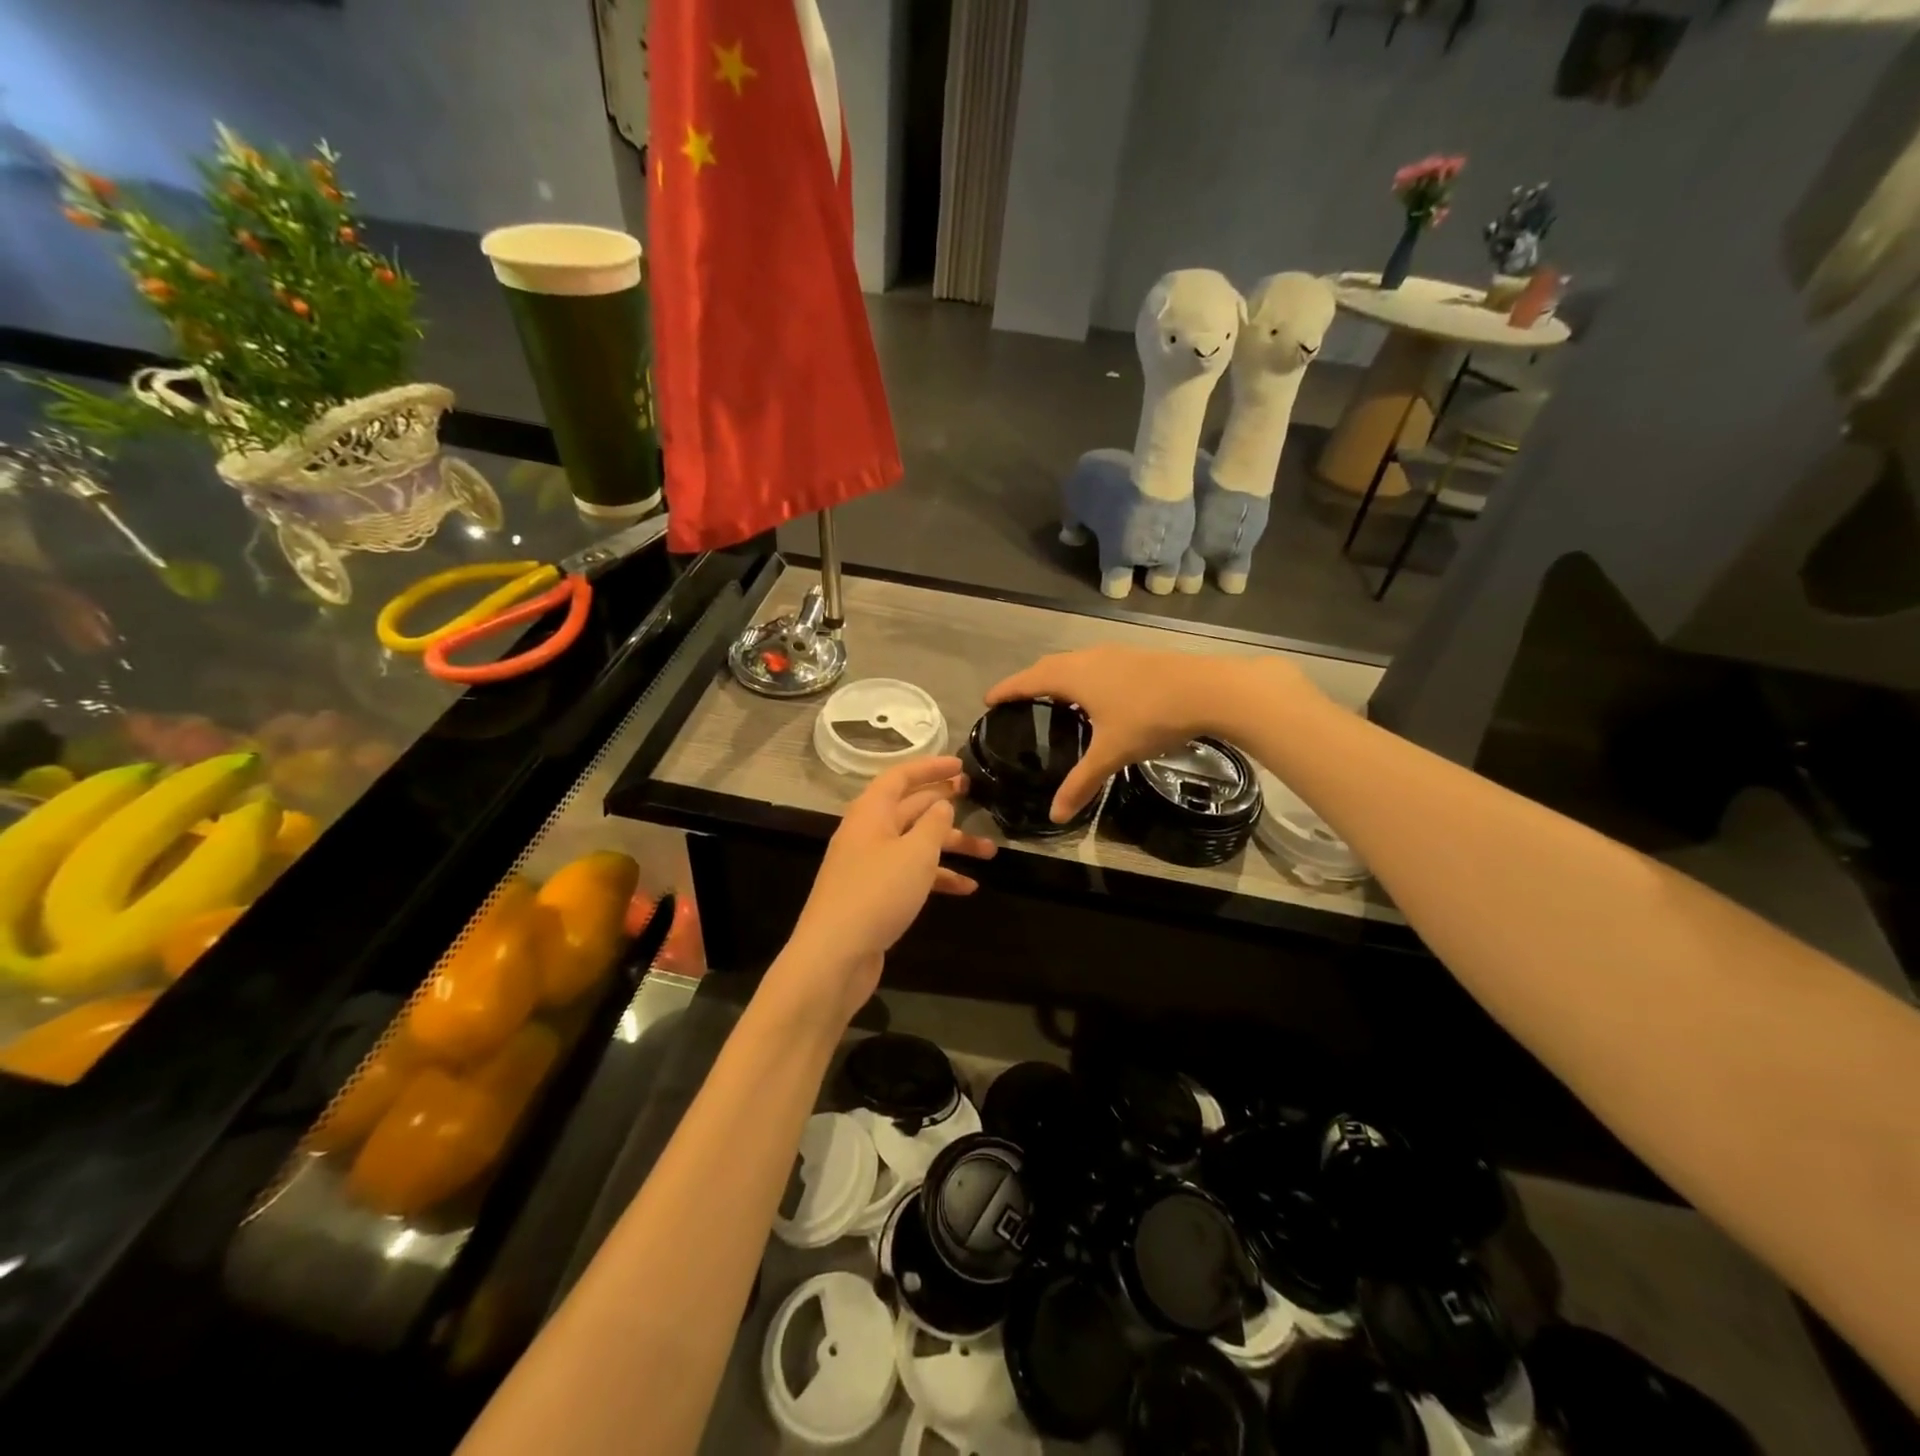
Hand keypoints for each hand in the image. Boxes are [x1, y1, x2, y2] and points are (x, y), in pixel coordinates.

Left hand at [782, 757, 995, 1021]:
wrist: (834, 956)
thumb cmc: (876, 894)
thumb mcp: (914, 853)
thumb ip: (933, 824)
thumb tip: (941, 803)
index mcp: (870, 813)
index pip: (900, 777)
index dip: (930, 767)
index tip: (961, 765)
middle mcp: (868, 834)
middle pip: (910, 809)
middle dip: (944, 804)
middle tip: (977, 798)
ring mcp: (870, 866)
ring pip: (915, 844)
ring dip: (950, 845)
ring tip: (990, 852)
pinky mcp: (875, 895)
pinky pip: (911, 875)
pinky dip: (937, 877)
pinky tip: (967, 888)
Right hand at [986, 647, 1305, 822]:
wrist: (1208, 689)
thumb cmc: (1149, 717)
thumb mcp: (1111, 753)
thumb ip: (1082, 782)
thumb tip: (1056, 815)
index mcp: (1073, 676)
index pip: (1028, 680)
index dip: (1006, 690)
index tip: (988, 699)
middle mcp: (1089, 658)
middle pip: (1049, 665)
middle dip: (1030, 681)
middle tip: (1018, 701)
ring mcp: (1116, 654)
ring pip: (1075, 662)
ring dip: (1059, 676)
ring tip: (1054, 699)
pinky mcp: (1137, 658)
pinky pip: (1096, 664)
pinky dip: (1083, 677)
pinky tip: (1097, 696)